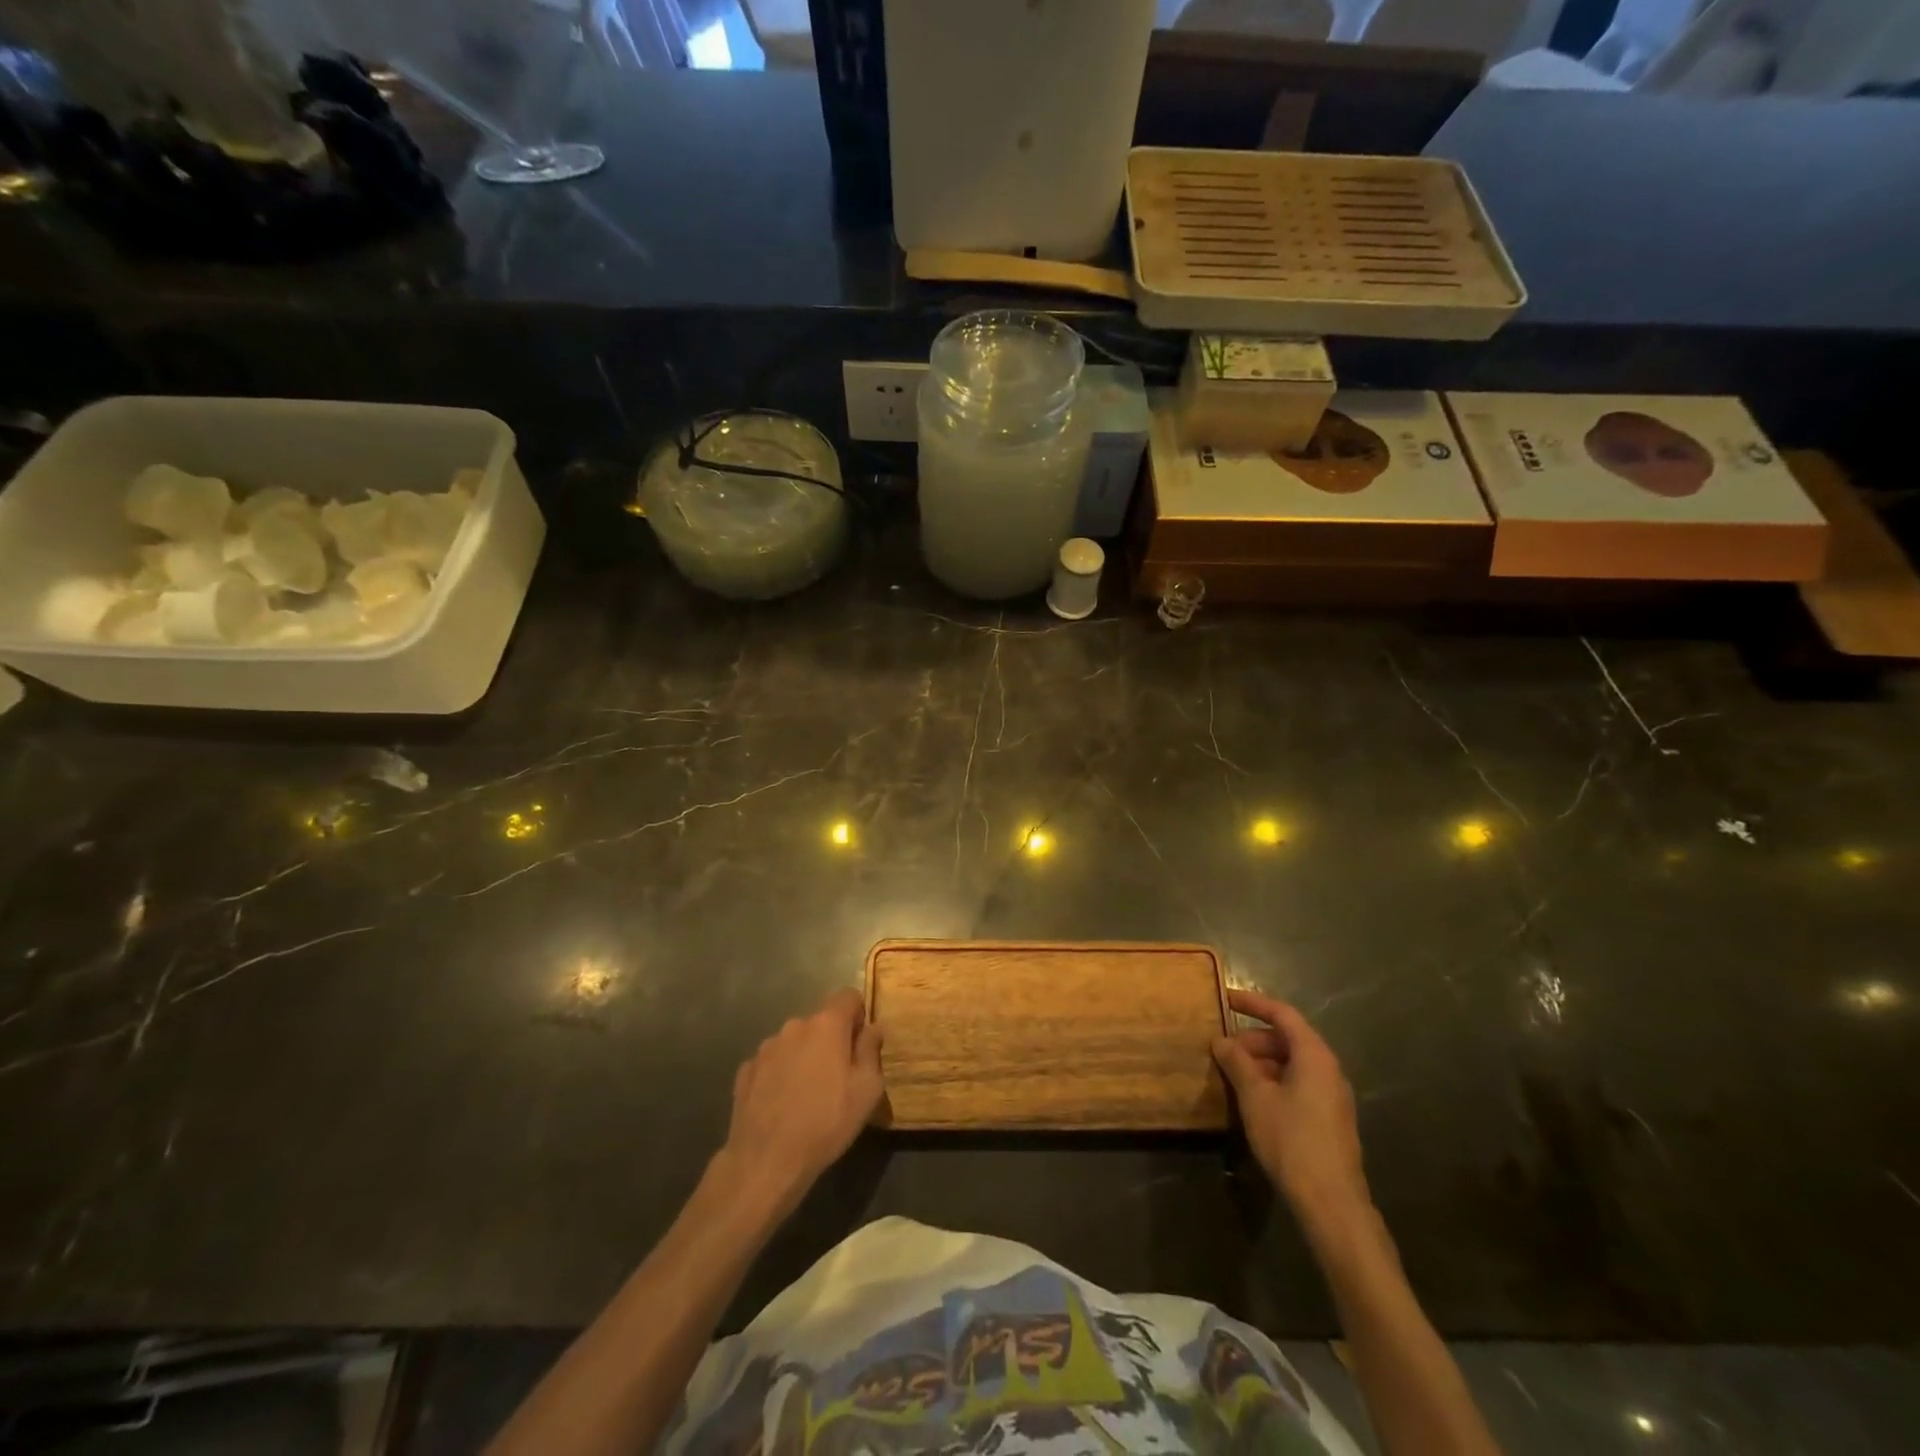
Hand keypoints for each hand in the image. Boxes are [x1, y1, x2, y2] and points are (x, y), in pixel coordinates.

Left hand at [719, 988, 883, 1213]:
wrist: (766, 1161)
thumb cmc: (826, 1122)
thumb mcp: (867, 1090)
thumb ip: (871, 1051)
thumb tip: (873, 1028)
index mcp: (826, 1024)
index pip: (848, 996)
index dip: (858, 1015)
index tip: (861, 1044)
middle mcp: (794, 1026)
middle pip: (820, 1021)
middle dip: (831, 1040)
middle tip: (839, 1077)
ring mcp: (766, 1048)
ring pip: (795, 1041)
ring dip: (805, 1056)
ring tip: (808, 1095)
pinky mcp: (745, 1071)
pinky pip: (772, 1063)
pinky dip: (781, 1074)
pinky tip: (783, 1104)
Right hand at [1213, 990, 1372, 1241]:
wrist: (1331, 1203)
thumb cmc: (1291, 1140)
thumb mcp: (1255, 1097)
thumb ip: (1237, 1063)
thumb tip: (1221, 1041)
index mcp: (1314, 1056)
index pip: (1283, 1014)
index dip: (1253, 1003)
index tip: (1226, 998)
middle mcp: (1328, 1069)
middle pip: (1287, 1039)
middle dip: (1252, 1040)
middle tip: (1223, 1051)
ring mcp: (1332, 1096)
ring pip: (1292, 1064)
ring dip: (1261, 1063)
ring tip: (1233, 1076)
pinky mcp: (1330, 1119)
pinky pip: (1298, 1084)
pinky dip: (1273, 1081)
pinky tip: (1253, 1101)